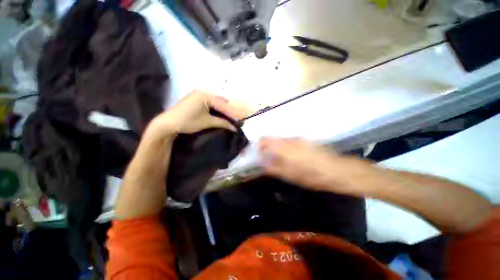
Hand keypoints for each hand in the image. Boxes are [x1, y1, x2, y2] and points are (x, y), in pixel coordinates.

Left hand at [147, 90, 247, 136]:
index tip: (240, 120)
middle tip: (236, 120)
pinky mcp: (195, 100)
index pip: (223, 105)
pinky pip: (210, 104)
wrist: (167, 124)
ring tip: (231, 119)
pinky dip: (216, 110)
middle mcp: (202, 92)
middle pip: (220, 102)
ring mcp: (198, 96)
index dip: (232, 113)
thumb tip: (235, 128)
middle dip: (229, 111)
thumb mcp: (207, 122)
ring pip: (216, 103)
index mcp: (205, 95)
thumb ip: (222, 123)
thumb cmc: (187, 121)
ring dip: (223, 111)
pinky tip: (221, 116)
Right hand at [259, 138, 362, 193]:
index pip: (264, 140)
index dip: (257, 146)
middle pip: (271, 139)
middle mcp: (290, 140)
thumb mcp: (290, 176)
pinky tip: (290, 158)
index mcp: (285, 148)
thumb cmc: (313, 176)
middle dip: (266, 148)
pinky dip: (283, 148)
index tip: (255, 154)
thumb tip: (261, 162)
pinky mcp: (304, 141)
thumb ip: (273, 168)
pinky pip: (288, 142)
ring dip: (275, 149)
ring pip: (280, 141)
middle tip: (265, 160)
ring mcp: (298, 139)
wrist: (338, 171)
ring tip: (278, 161)